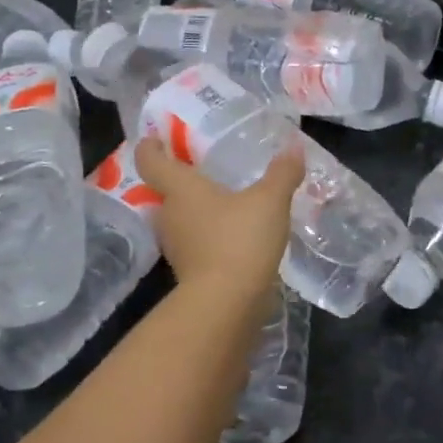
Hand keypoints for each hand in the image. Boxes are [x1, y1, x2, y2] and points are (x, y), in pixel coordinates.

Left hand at [133, 136, 302, 301]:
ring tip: (225, 202)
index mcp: (181, 190)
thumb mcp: (269, 201)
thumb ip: (282, 173)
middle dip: (182, 181)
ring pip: (182, 220)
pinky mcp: (190, 273)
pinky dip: (210, 237)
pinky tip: (234, 236)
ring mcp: (177, 247)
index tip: (154, 137)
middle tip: (205, 169)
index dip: (150, 147)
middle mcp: (170, 215)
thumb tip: (293, 146)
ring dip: (198, 211)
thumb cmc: (239, 240)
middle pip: (167, 192)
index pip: (151, 161)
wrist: (226, 305)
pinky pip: (197, 244)